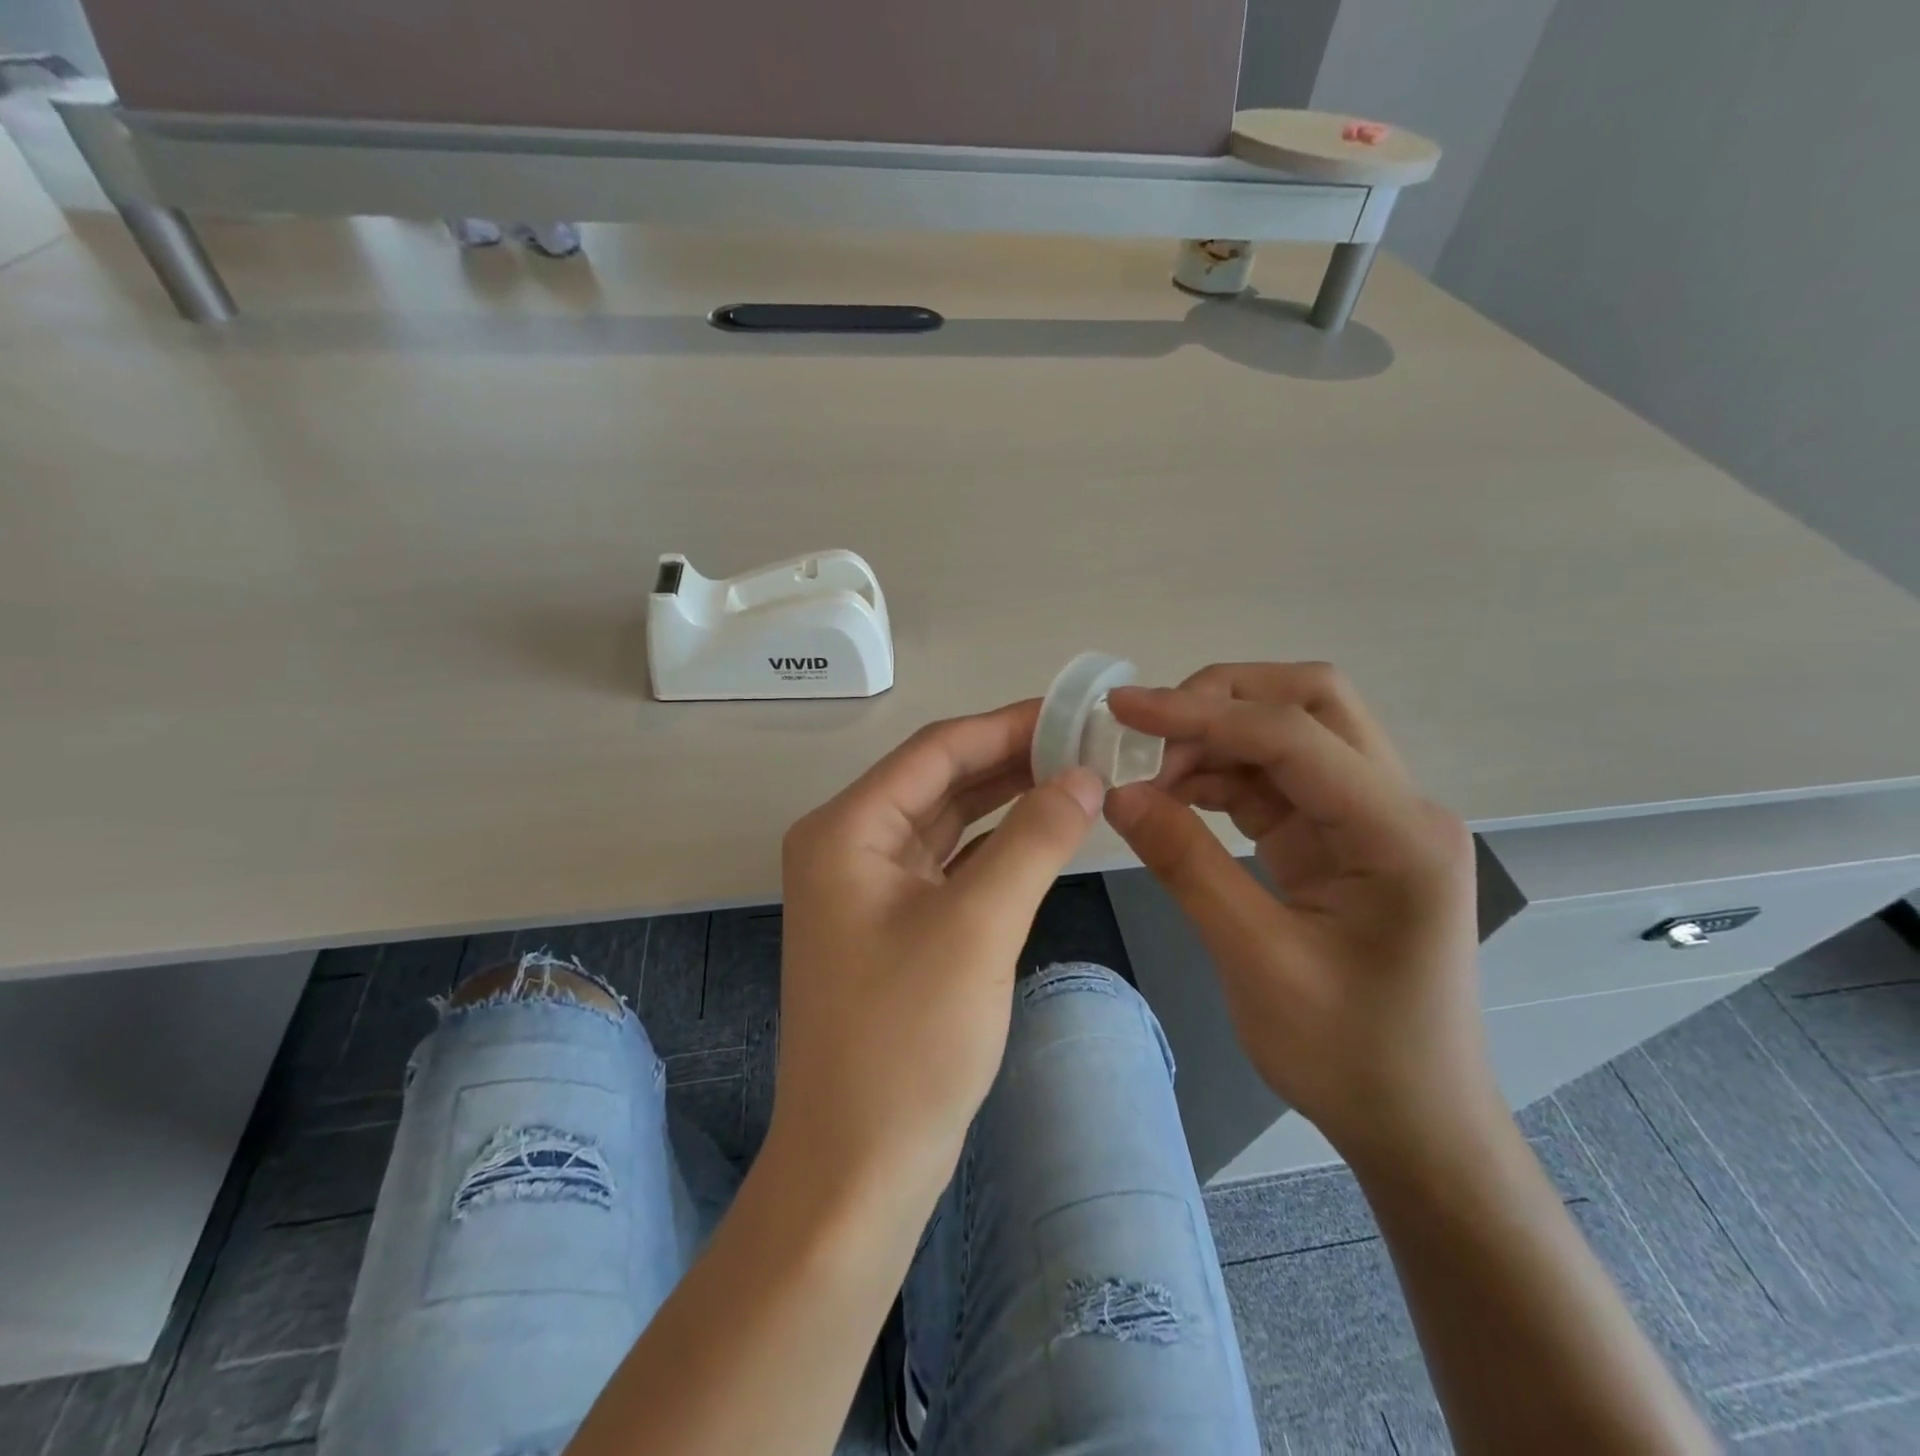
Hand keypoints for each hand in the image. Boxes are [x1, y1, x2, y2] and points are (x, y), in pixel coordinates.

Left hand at [772, 700, 1104, 1212]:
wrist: (860, 1165)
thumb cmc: (909, 1040)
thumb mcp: (978, 927)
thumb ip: (1034, 839)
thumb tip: (1085, 774)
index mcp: (847, 829)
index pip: (935, 750)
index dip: (1007, 725)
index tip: (1074, 711)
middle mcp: (850, 845)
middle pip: (940, 780)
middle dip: (1012, 759)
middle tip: (1088, 743)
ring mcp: (869, 887)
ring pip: (948, 822)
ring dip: (1007, 800)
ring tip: (1078, 776)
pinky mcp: (894, 924)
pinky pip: (951, 864)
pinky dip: (997, 847)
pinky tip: (1045, 833)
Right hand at [1103, 663, 1491, 1168]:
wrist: (1413, 1123)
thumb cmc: (1348, 1056)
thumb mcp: (1255, 960)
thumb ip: (1186, 865)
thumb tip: (1117, 793)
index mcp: (1398, 833)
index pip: (1292, 734)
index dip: (1200, 712)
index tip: (1122, 708)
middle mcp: (1397, 805)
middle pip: (1310, 703)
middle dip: (1221, 701)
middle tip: (1146, 733)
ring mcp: (1371, 819)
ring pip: (1290, 734)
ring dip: (1215, 740)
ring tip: (1148, 775)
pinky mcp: (1342, 838)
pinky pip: (1277, 781)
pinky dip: (1221, 777)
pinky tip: (1174, 798)